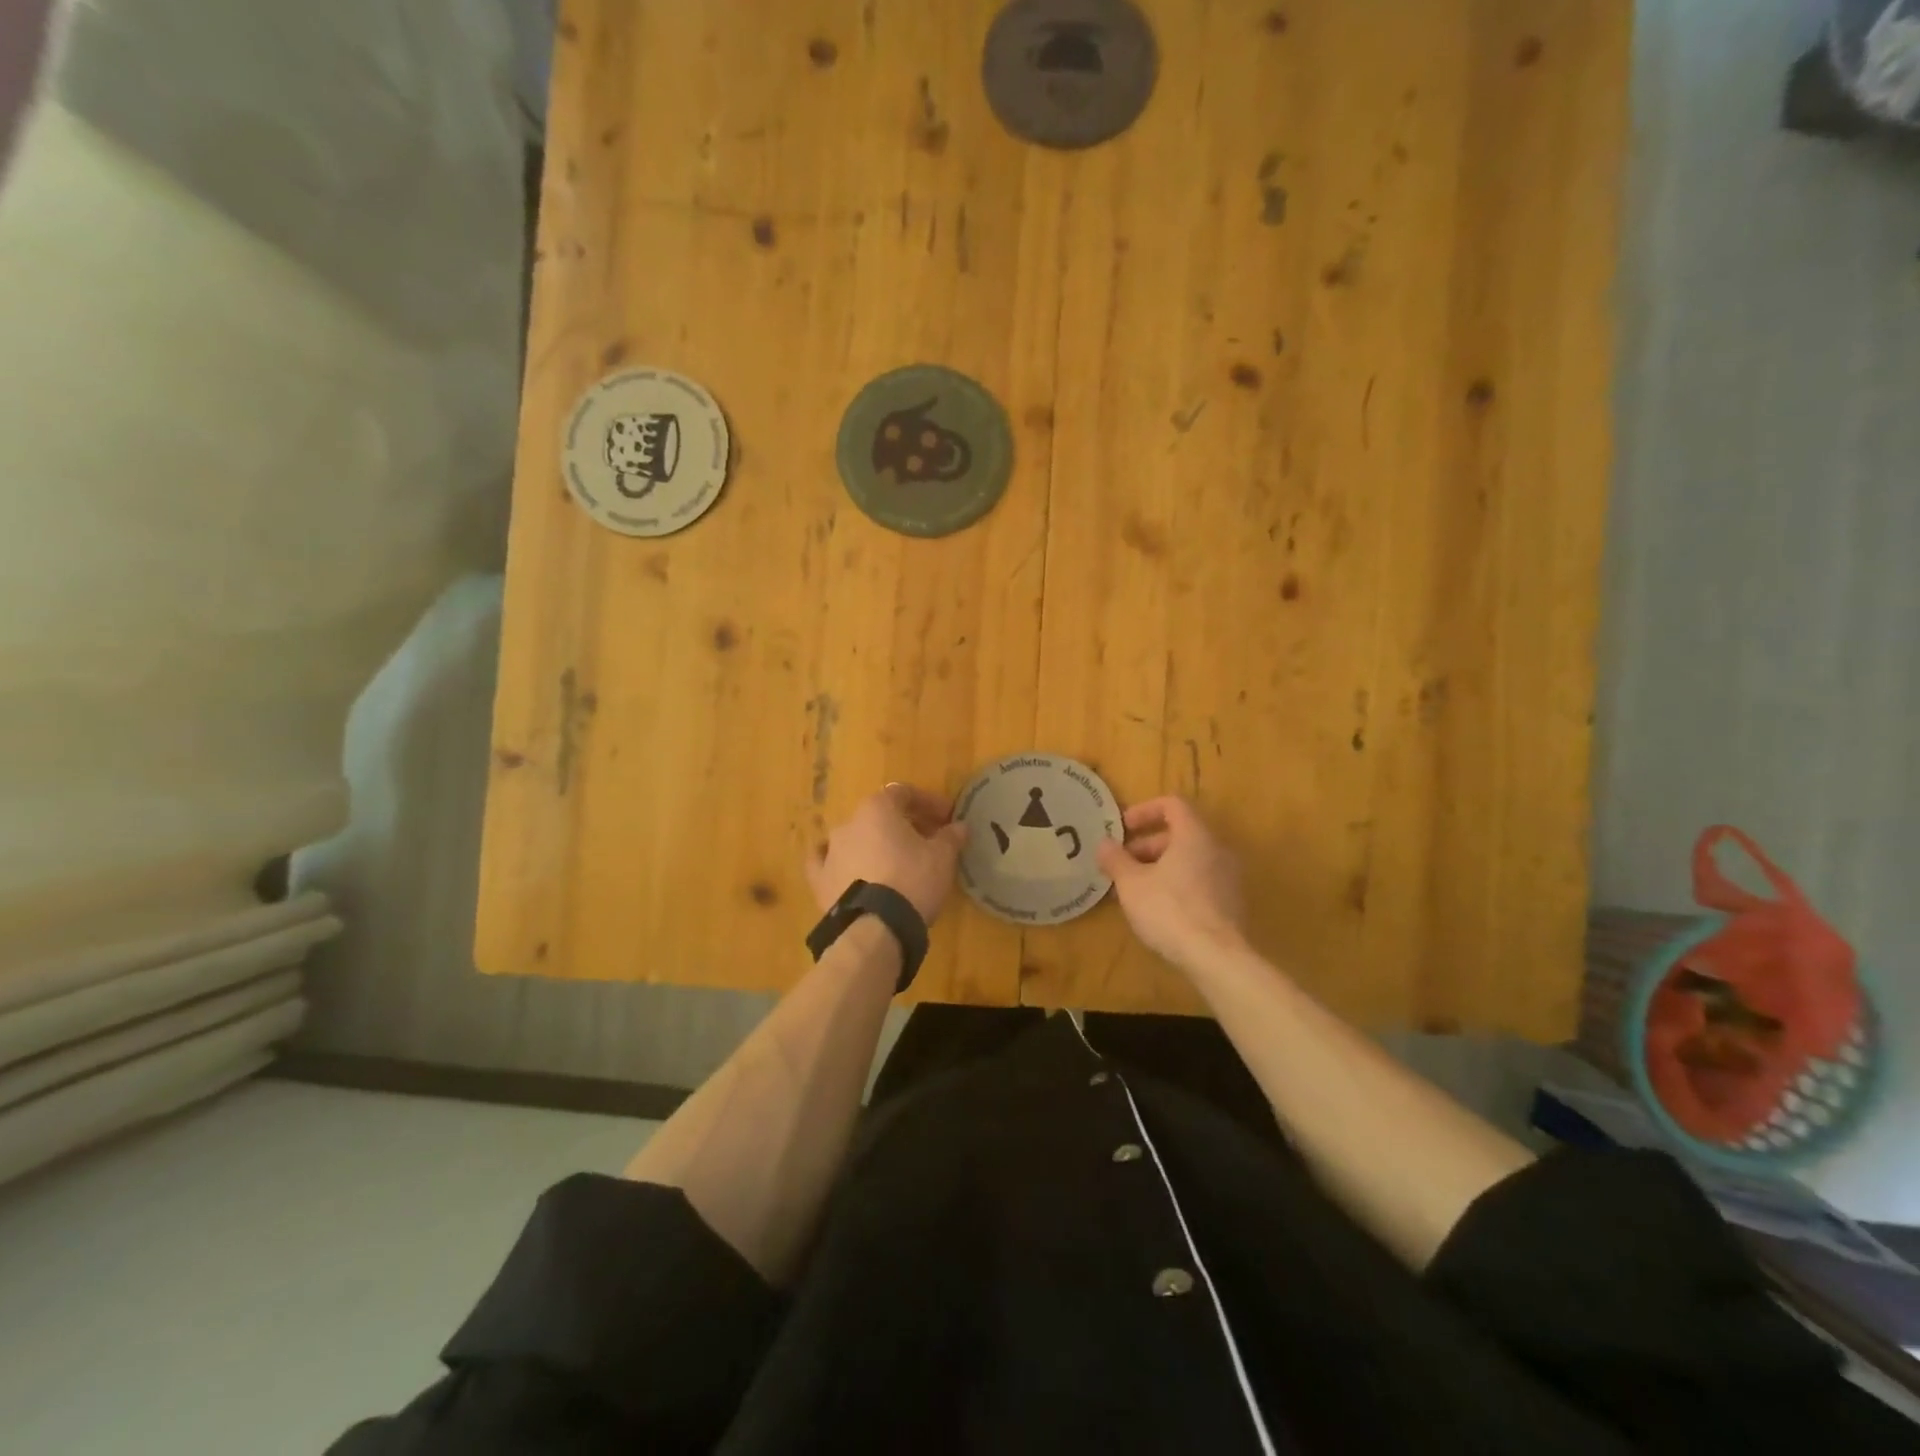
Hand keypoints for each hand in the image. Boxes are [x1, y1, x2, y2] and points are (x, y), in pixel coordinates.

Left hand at [807, 783, 968, 923]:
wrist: (874, 927)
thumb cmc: (912, 881)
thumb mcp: (942, 857)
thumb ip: (950, 837)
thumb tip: (958, 826)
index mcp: (877, 809)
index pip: (904, 793)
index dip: (928, 802)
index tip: (947, 817)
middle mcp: (849, 823)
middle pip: (880, 816)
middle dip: (905, 825)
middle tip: (928, 841)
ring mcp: (830, 851)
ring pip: (857, 838)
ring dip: (876, 844)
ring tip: (896, 862)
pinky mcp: (819, 880)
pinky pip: (828, 863)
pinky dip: (842, 862)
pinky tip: (848, 869)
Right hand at [1096, 796, 1247, 967]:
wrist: (1217, 958)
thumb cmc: (1170, 910)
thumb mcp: (1131, 884)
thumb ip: (1115, 859)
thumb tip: (1104, 843)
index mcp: (1194, 835)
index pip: (1172, 804)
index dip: (1144, 810)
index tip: (1123, 829)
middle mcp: (1217, 849)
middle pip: (1180, 833)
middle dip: (1147, 845)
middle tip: (1122, 865)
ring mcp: (1228, 877)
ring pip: (1189, 859)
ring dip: (1159, 867)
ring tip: (1134, 890)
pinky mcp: (1231, 903)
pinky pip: (1199, 881)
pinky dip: (1177, 884)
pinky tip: (1157, 909)